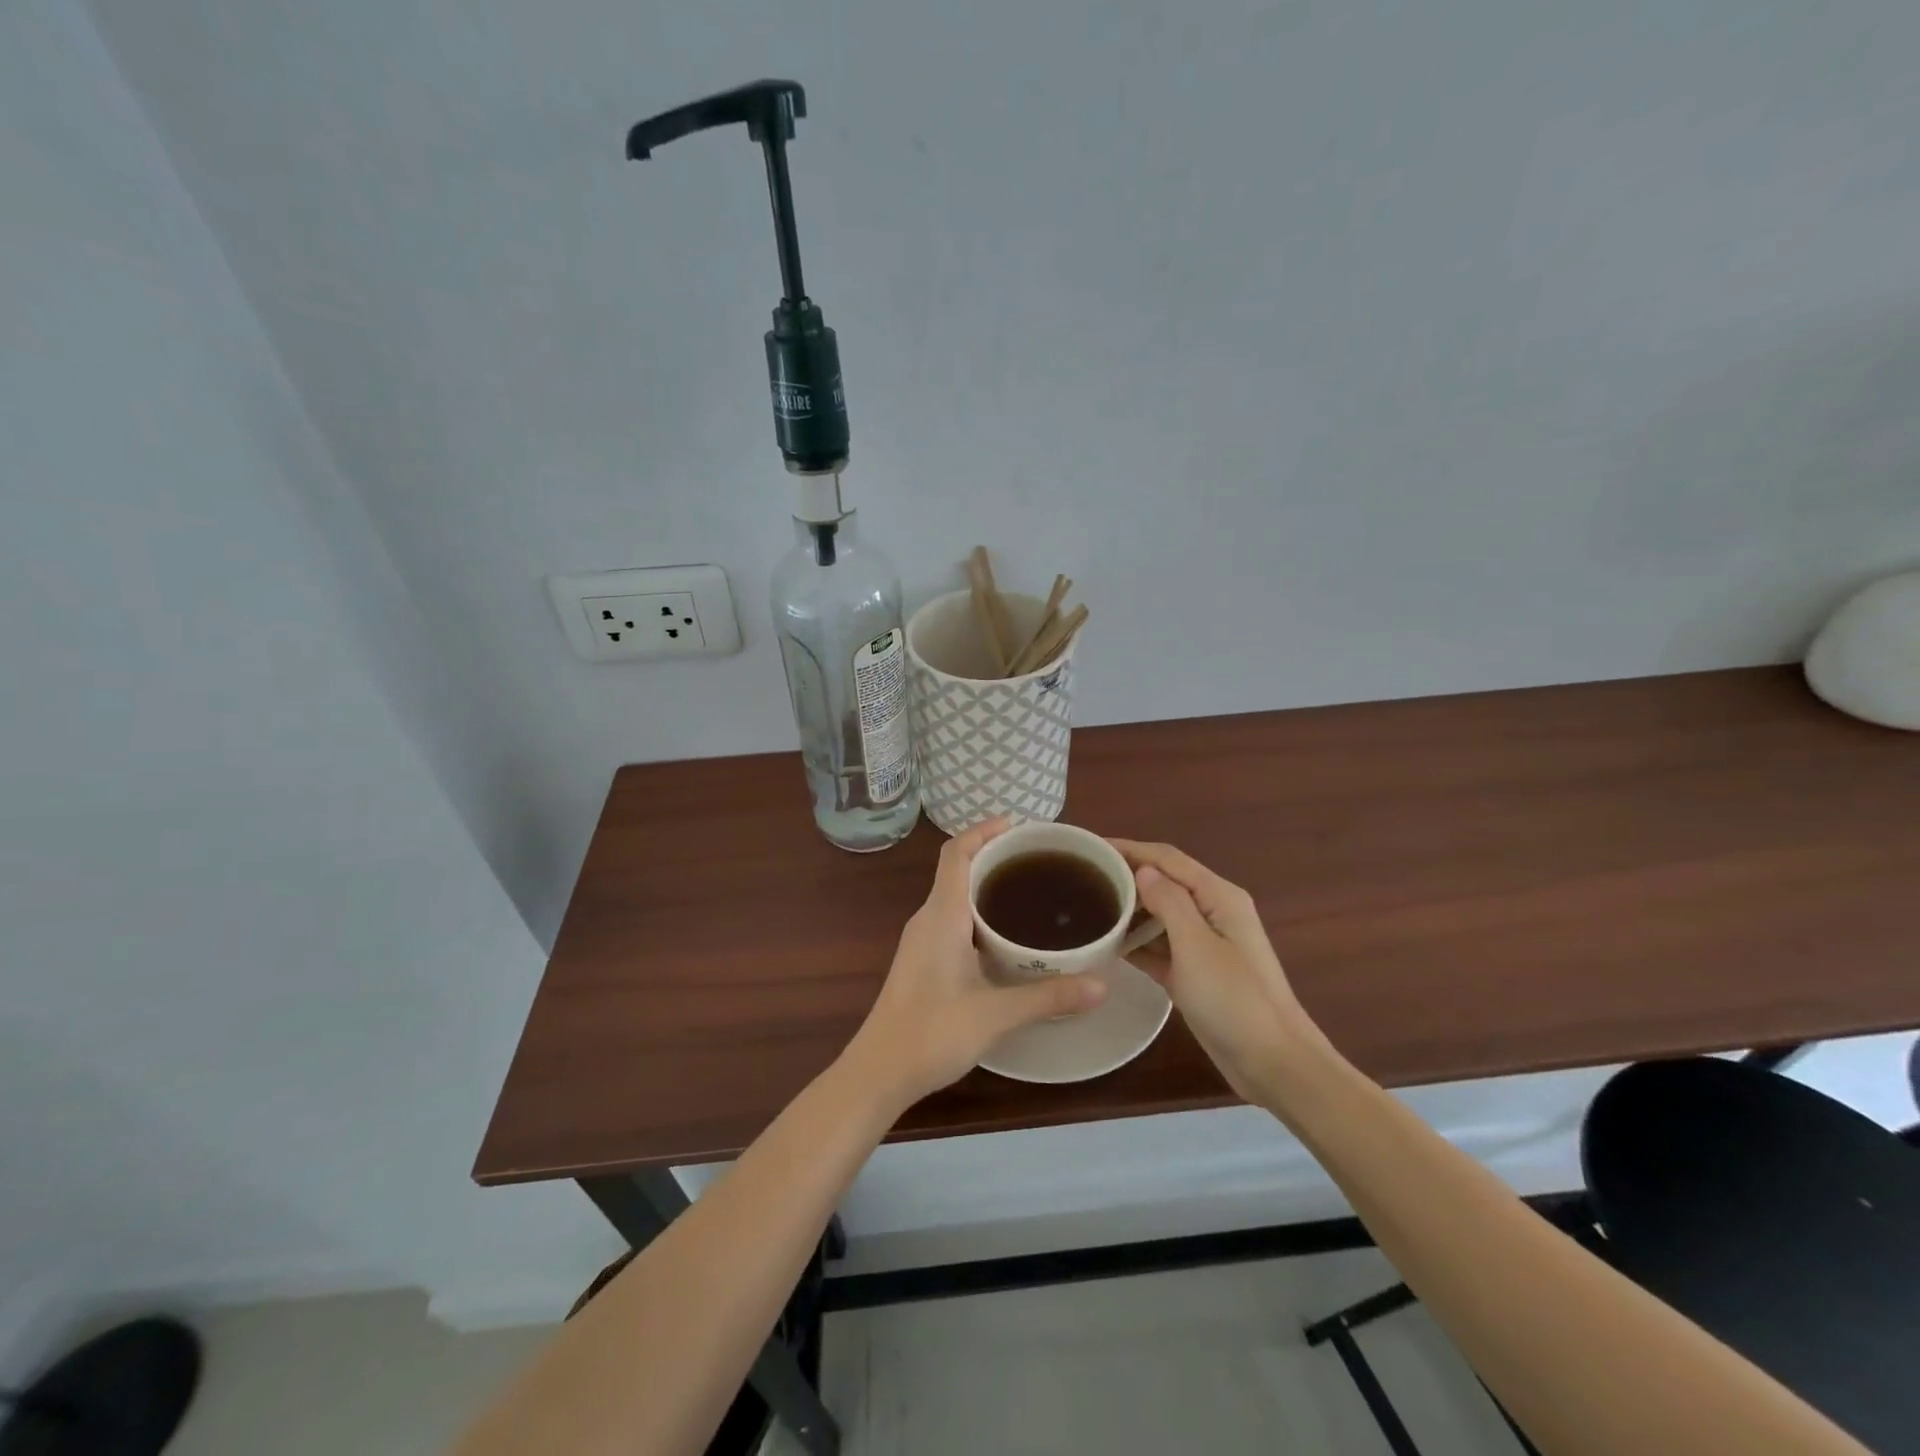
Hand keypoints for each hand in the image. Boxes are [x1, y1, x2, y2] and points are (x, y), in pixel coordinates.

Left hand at [844, 819, 1107, 1111]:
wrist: (878, 1072)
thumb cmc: (931, 1033)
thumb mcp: (995, 1014)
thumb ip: (1048, 997)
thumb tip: (1101, 985)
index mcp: (941, 915)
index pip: (957, 853)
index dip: (984, 831)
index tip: (1019, 826)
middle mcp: (928, 918)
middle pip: (958, 869)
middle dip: (994, 856)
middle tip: (1040, 860)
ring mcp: (922, 940)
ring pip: (955, 895)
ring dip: (986, 885)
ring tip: (1031, 890)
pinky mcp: (923, 960)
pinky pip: (953, 918)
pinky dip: (979, 912)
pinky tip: (1007, 936)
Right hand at [1111, 840, 1325, 1107]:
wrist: (1274, 1064)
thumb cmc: (1235, 1000)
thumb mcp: (1197, 946)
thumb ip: (1169, 902)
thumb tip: (1142, 870)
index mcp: (1218, 896)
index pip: (1168, 858)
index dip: (1130, 848)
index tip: (1089, 847)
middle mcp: (1212, 912)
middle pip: (1164, 882)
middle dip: (1126, 875)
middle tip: (1082, 878)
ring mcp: (1204, 945)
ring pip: (1159, 915)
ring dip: (1129, 909)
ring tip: (1088, 907)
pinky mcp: (1195, 973)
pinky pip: (1159, 947)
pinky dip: (1136, 943)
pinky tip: (1106, 945)